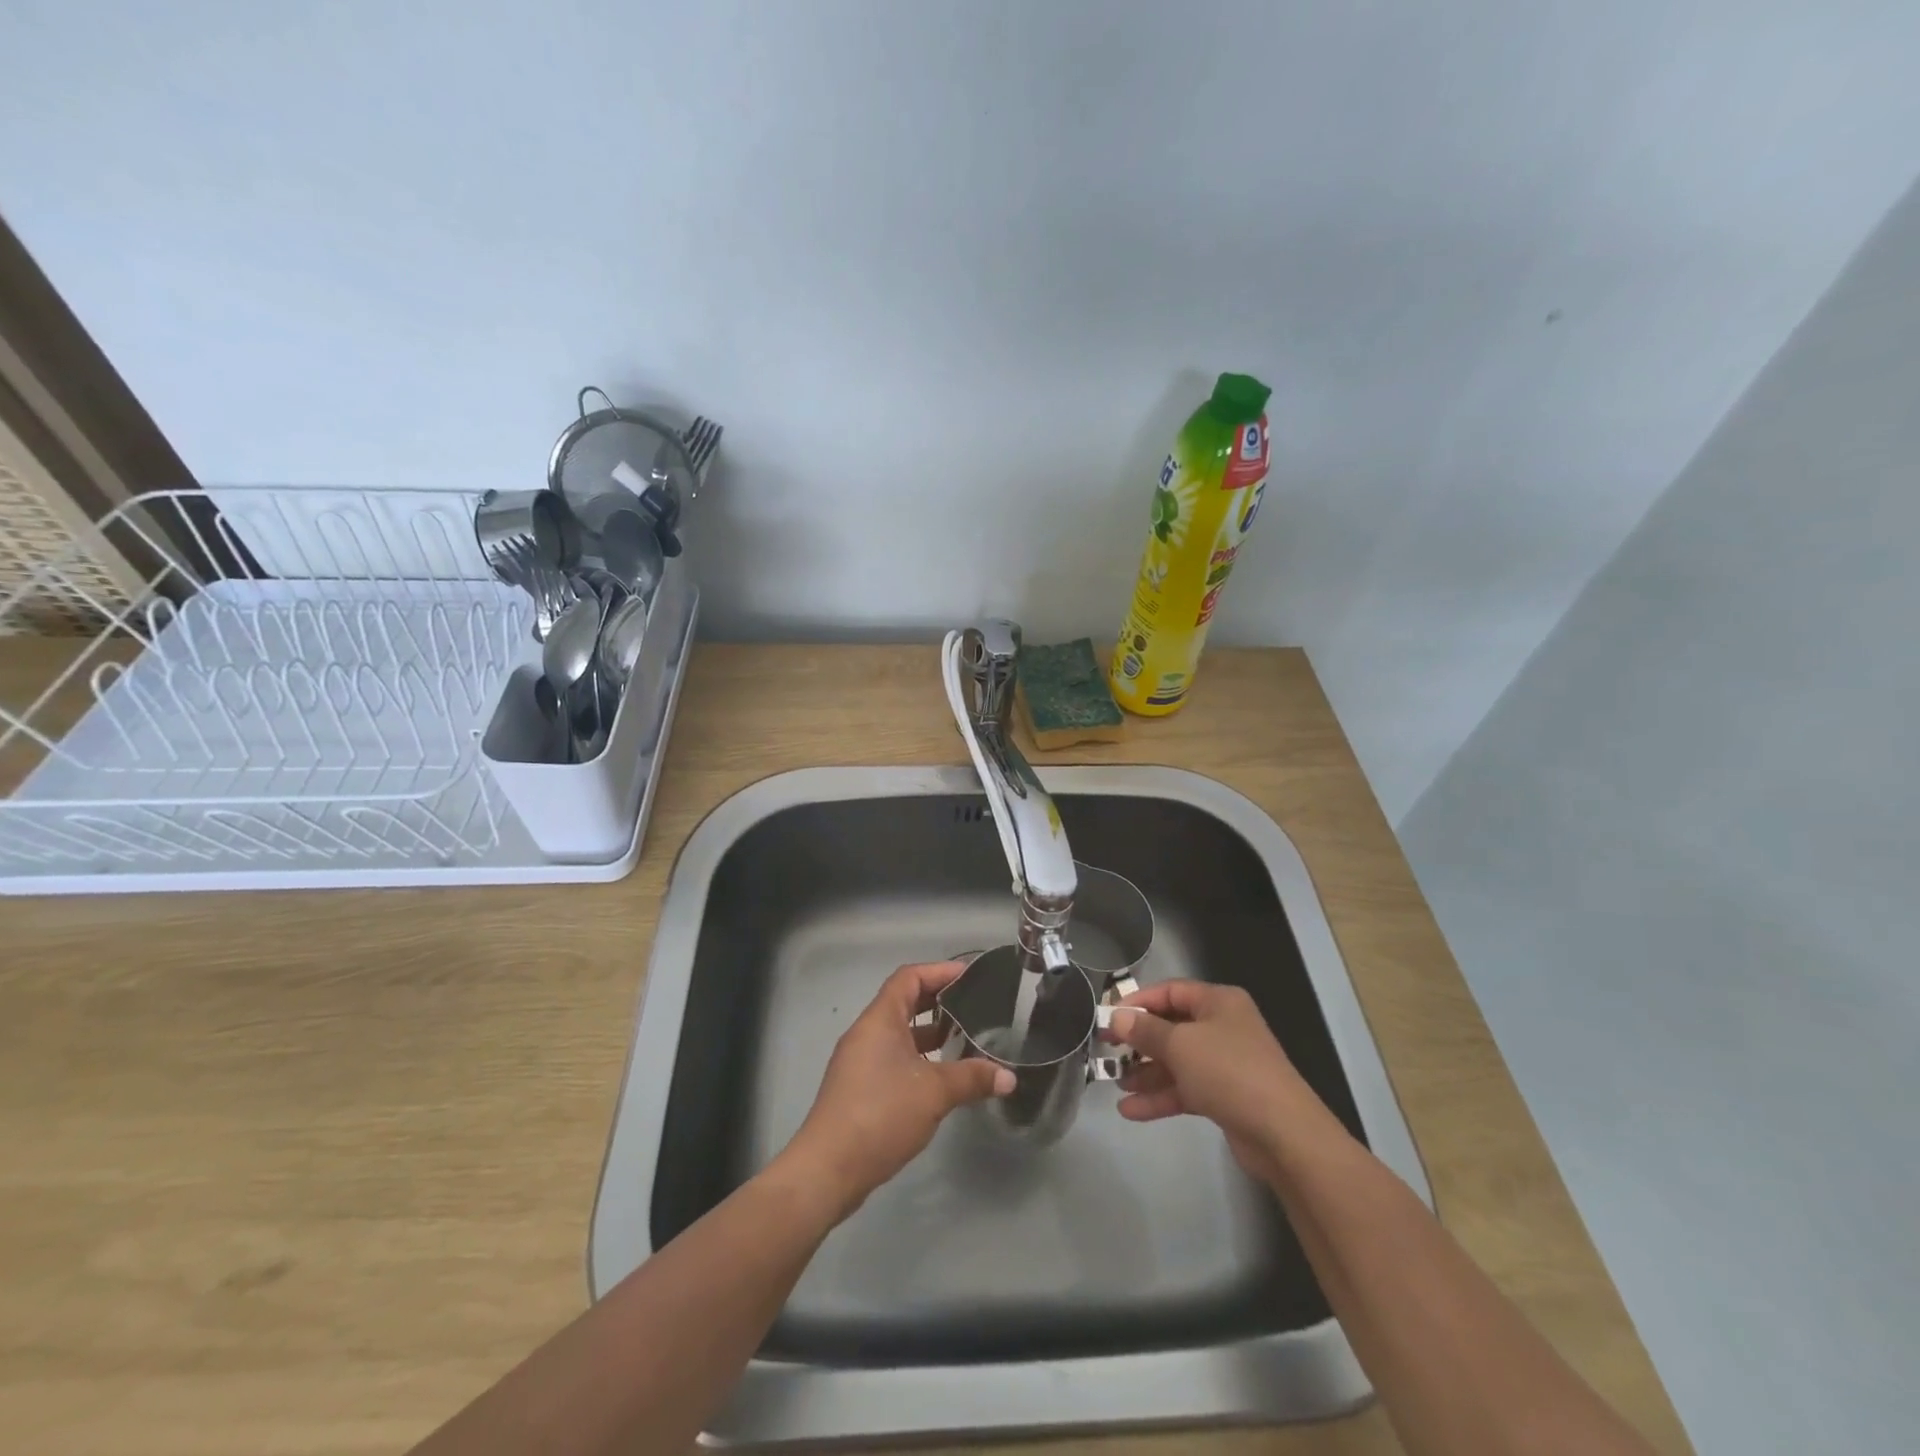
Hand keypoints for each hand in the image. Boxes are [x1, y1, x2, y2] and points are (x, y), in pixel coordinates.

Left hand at [776, 961, 1014, 1221]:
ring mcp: (860, 1061)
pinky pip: (893, 1057)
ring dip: (929, 1033)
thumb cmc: (881, 1114)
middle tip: (973, 1005)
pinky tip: (941, 1077)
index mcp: (880, 1019)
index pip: (909, 977)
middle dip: (938, 1001)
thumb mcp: (934, 1093)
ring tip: (965, 1040)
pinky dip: (918, 1057)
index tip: (970, 975)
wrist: (828, 1169)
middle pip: (904, 1002)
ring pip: (899, 1033)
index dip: (939, 971)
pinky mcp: (859, 1088)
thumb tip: (1009, 1077)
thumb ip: (972, 1079)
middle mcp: (867, 1032)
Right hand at [1105, 980, 1321, 1180]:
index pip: (1170, 991)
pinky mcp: (1225, 1097)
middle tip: (1106, 1050)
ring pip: (1177, 1061)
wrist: (1284, 1134)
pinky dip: (1160, 1097)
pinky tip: (1130, 1110)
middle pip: (1172, 1026)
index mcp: (1218, 1002)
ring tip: (1115, 1084)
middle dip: (1139, 1041)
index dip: (1138, 1002)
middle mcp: (1223, 1027)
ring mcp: (1226, 1063)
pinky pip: (1186, 1089)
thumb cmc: (1229, 1072)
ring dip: (1146, 1073)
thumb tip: (1117, 1016)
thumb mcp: (1180, 1044)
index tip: (1109, 1016)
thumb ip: (1145, 1030)